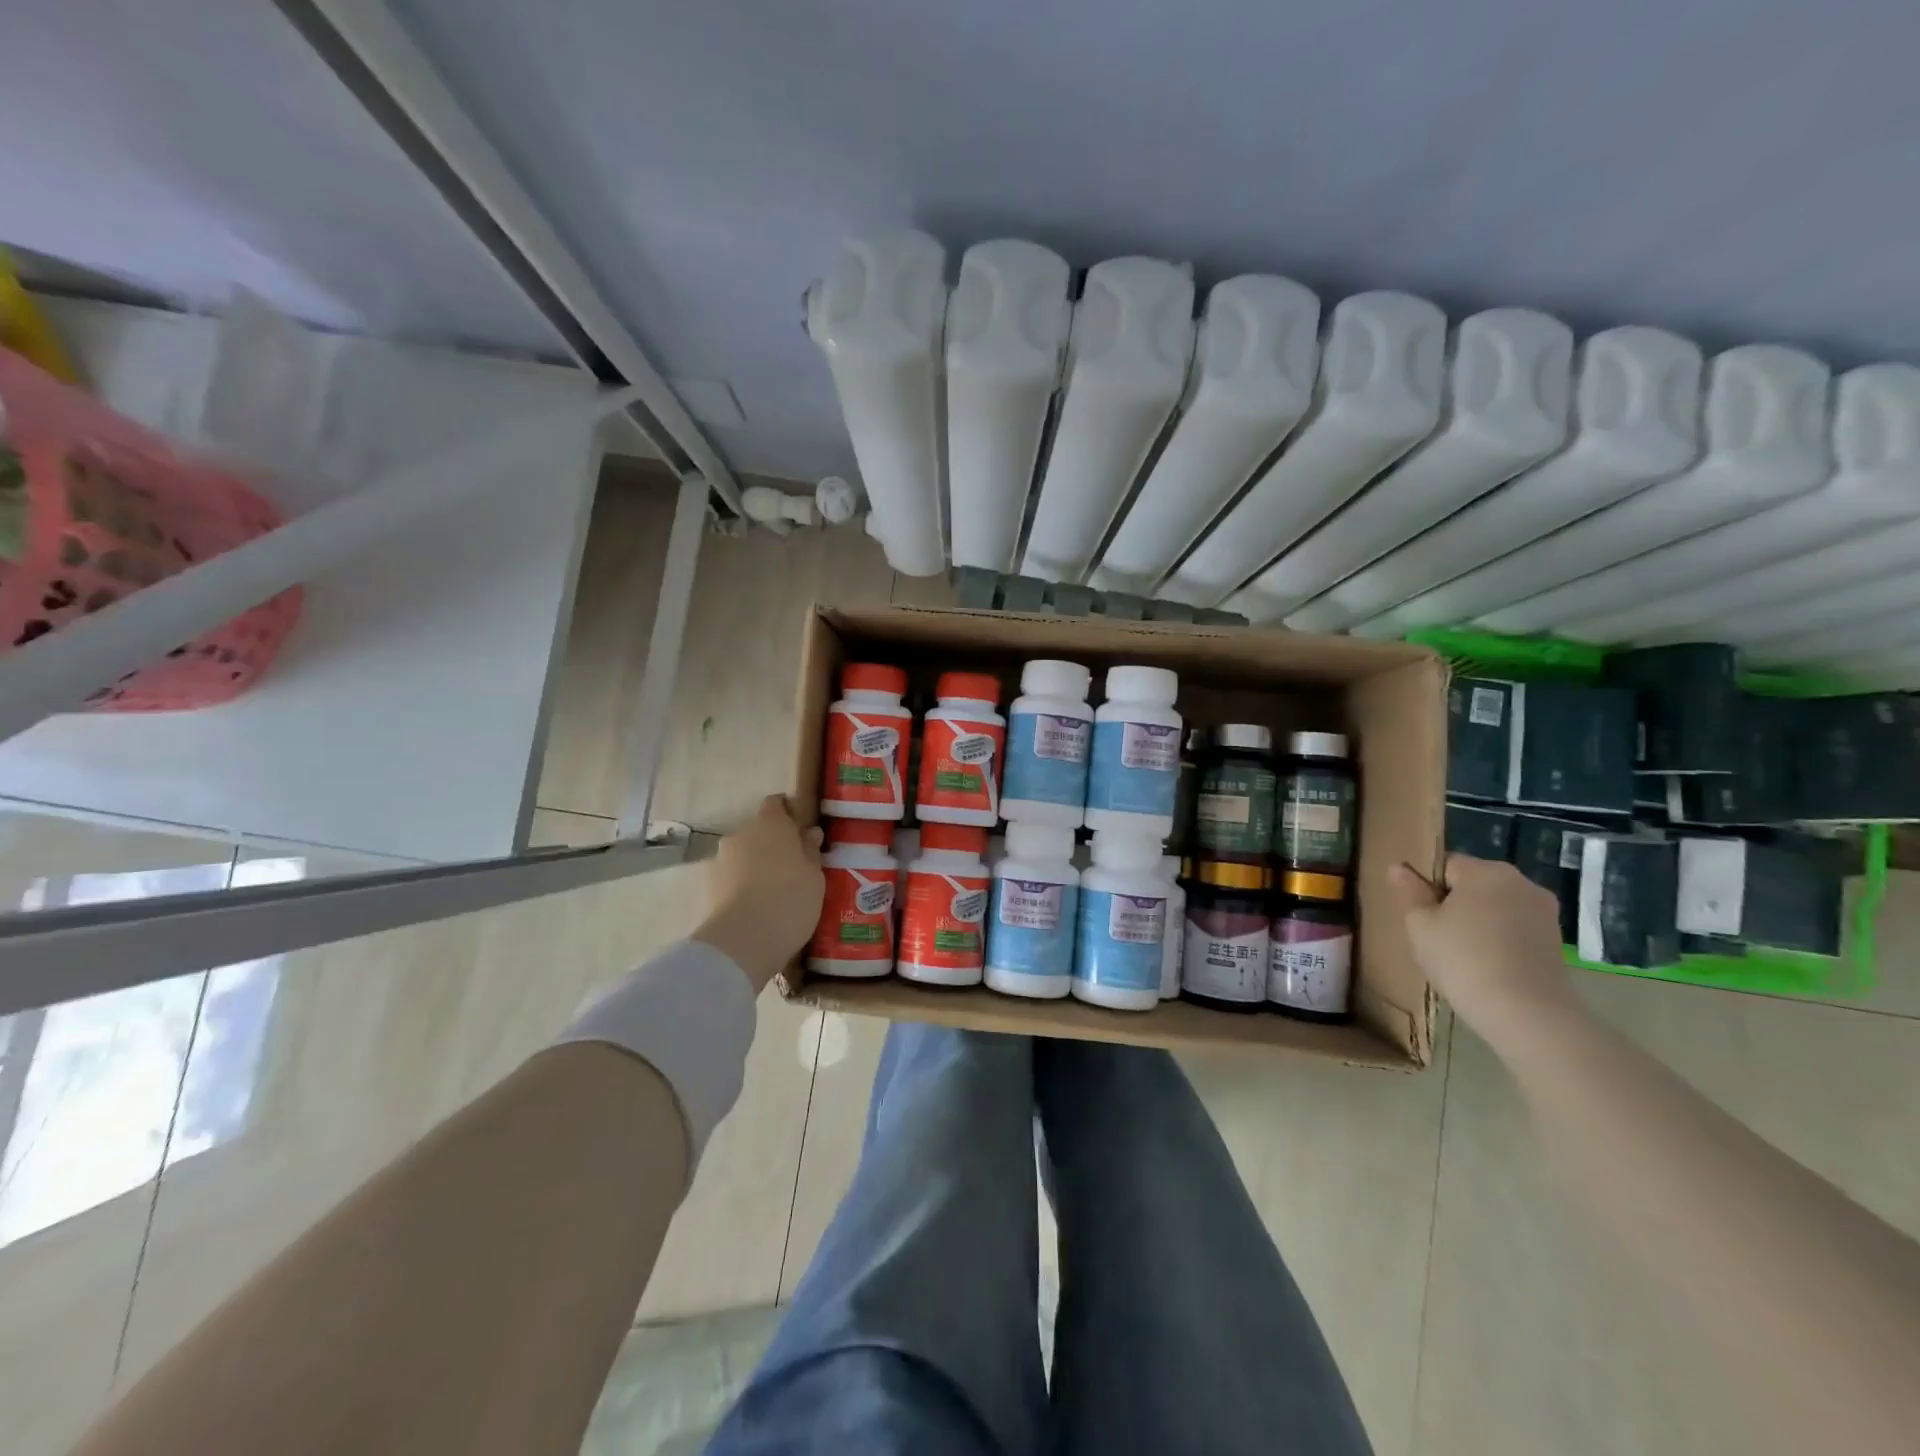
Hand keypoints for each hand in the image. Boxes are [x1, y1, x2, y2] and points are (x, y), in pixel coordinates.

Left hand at [692, 795, 824, 989]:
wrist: (741, 942)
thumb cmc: (789, 900)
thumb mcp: (815, 877)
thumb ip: (810, 852)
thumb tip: (809, 834)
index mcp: (770, 824)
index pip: (776, 804)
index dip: (789, 814)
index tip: (802, 833)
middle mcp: (741, 834)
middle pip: (758, 832)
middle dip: (773, 845)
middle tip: (793, 869)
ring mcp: (720, 861)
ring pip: (743, 857)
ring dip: (756, 868)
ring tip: (774, 894)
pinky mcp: (708, 888)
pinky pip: (732, 880)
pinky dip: (742, 888)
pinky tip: (757, 908)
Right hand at [1389, 853, 1579, 1047]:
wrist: (1525, 1013)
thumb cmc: (1462, 960)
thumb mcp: (1420, 925)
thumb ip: (1409, 891)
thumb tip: (1398, 867)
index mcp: (1485, 871)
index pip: (1445, 865)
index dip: (1428, 888)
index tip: (1423, 917)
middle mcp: (1520, 882)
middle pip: (1474, 883)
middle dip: (1456, 902)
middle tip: (1440, 936)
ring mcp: (1544, 911)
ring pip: (1497, 905)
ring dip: (1480, 920)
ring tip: (1466, 953)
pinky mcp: (1556, 938)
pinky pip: (1516, 926)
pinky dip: (1501, 938)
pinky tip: (1491, 964)